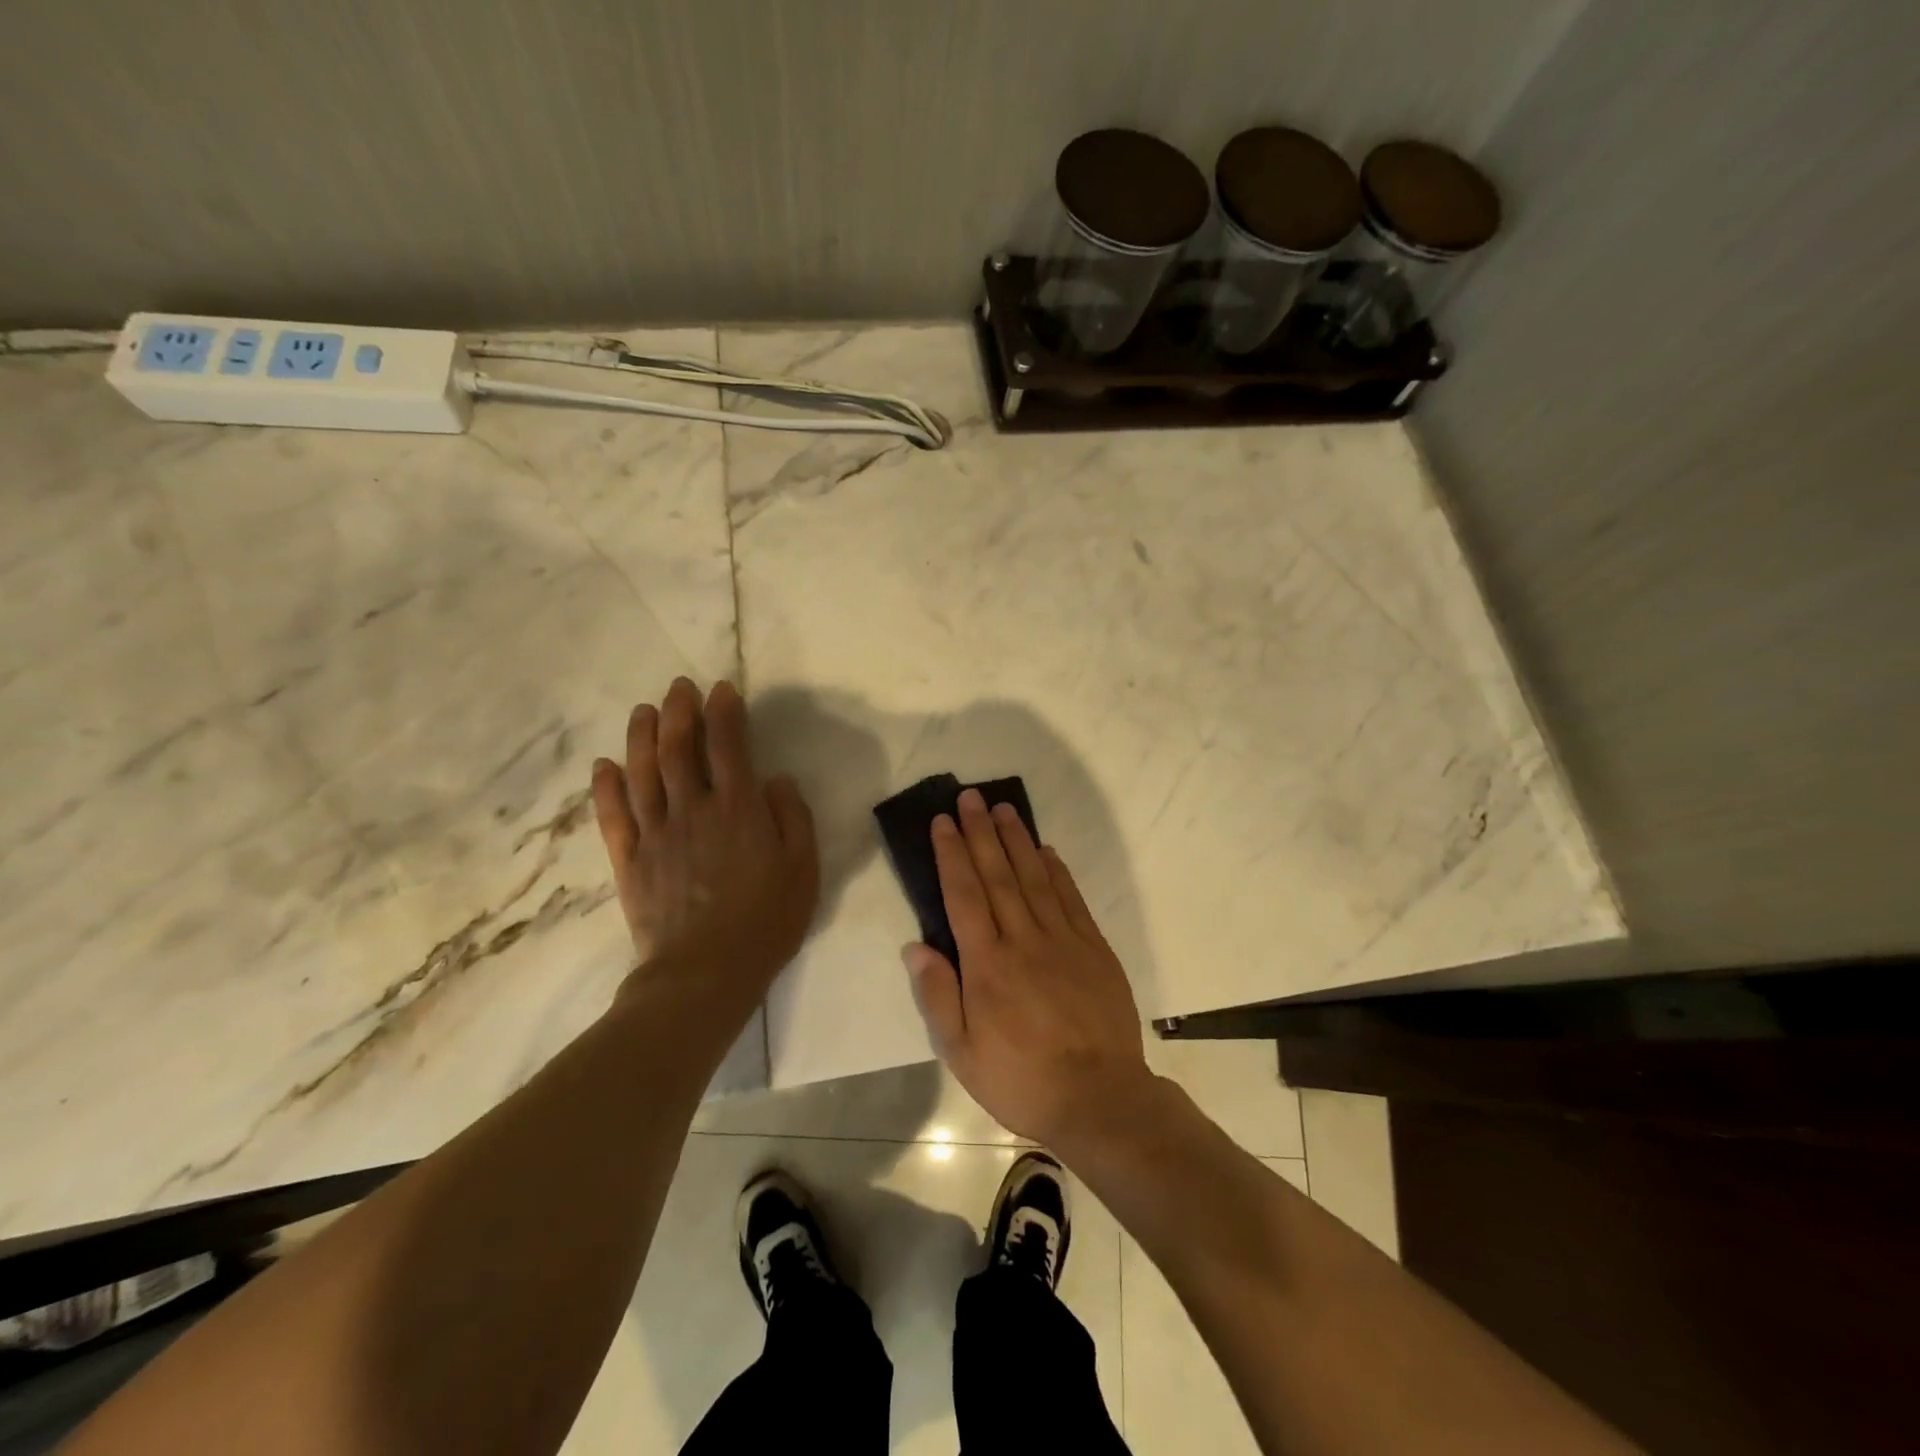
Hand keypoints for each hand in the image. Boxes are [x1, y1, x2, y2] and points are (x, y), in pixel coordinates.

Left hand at [591, 678, 818, 1005]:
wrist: (705, 973)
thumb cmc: (765, 921)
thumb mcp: (803, 869)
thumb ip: (792, 817)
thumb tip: (775, 780)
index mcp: (738, 810)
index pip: (728, 746)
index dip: (724, 713)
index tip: (722, 690)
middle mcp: (692, 810)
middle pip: (679, 749)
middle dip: (679, 711)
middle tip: (678, 687)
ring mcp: (655, 834)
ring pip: (642, 773)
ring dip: (641, 736)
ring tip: (643, 710)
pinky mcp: (630, 860)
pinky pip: (613, 815)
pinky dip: (605, 787)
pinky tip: (603, 765)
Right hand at [904, 788, 1154, 1147]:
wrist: (1100, 1099)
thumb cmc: (1022, 1079)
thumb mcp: (962, 1052)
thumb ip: (938, 994)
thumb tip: (916, 945)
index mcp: (988, 964)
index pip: (964, 895)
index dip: (952, 854)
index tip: (943, 822)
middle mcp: (1024, 940)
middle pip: (998, 875)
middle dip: (981, 833)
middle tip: (971, 797)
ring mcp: (1064, 940)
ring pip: (1035, 878)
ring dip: (1017, 840)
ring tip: (1004, 809)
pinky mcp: (1094, 948)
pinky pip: (1071, 899)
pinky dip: (1057, 871)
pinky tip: (1046, 851)